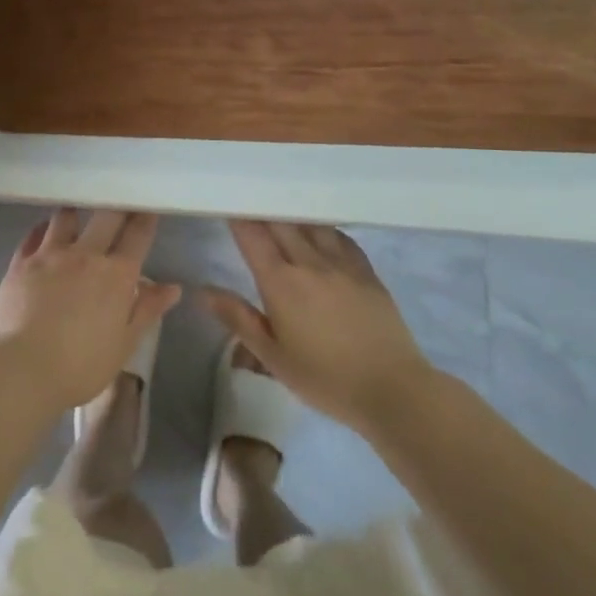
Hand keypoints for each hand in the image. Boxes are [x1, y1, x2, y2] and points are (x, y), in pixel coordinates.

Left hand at [0, 208, 176, 415]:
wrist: (22, 369)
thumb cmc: (81, 365)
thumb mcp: (124, 343)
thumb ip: (147, 310)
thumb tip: (173, 287)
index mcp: (116, 275)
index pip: (137, 235)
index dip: (145, 217)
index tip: (148, 205)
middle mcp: (85, 255)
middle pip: (106, 216)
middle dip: (117, 205)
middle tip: (119, 199)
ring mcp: (49, 255)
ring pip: (66, 218)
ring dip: (76, 212)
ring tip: (78, 211)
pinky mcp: (21, 262)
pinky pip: (34, 235)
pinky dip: (43, 229)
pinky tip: (45, 230)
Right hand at [204, 221, 429, 432]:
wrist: (392, 389)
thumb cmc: (325, 379)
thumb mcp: (273, 357)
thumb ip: (238, 318)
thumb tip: (203, 291)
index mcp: (281, 283)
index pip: (252, 236)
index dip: (238, 218)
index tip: (228, 207)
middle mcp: (309, 262)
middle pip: (281, 223)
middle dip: (262, 211)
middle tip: (251, 205)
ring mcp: (342, 264)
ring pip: (312, 224)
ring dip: (293, 216)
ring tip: (283, 213)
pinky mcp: (367, 272)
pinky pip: (341, 238)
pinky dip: (324, 229)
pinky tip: (321, 233)